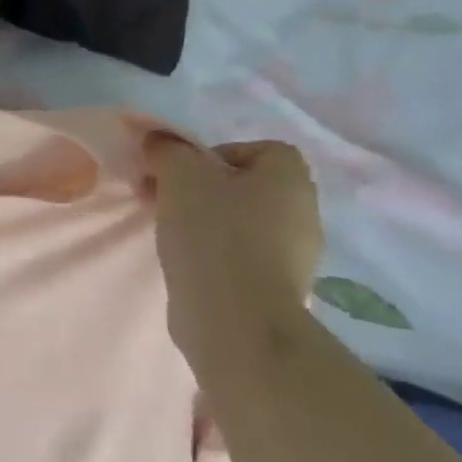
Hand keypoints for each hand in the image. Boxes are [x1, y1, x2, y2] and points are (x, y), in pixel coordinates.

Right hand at [141, 135, 322, 362]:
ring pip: (240, 220)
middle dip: (200, 187)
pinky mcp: (275, 287)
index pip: (258, 149)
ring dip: (203, 219)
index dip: (215, 154)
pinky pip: (240, 254)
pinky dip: (212, 252)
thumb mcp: (180, 175)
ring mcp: (294, 254)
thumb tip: (159, 142)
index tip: (181, 172)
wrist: (236, 319)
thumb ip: (167, 149)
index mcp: (290, 179)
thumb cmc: (213, 234)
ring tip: (167, 230)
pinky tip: (185, 261)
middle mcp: (302, 212)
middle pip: (244, 185)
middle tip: (162, 197)